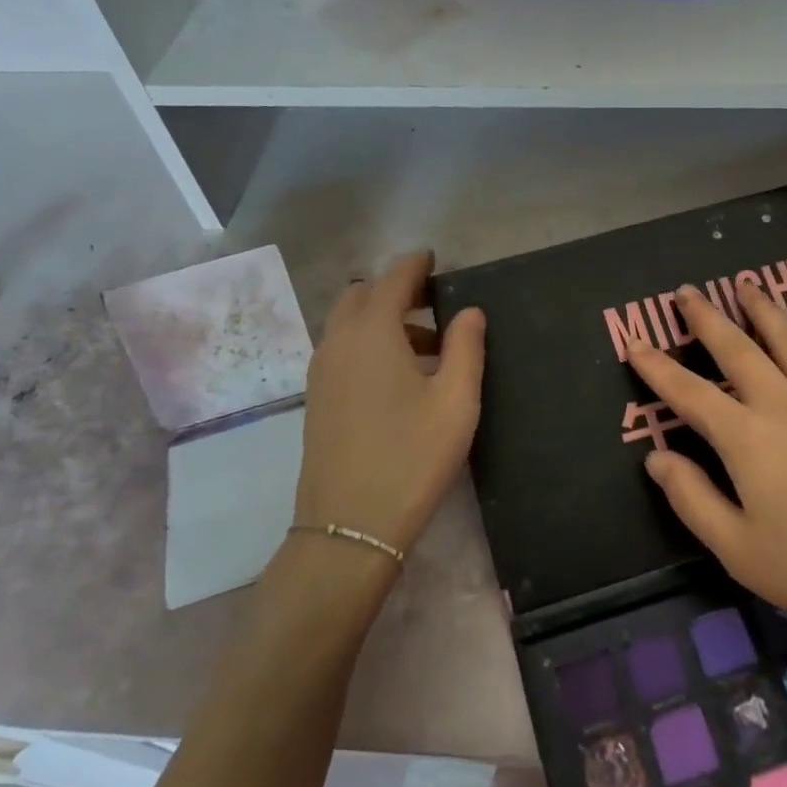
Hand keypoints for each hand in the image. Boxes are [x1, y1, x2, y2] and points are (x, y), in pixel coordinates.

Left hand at [294, 252, 485, 562]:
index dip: (415, 265)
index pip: (393, 279)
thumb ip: (467, 347)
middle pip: (362, 295)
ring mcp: (321, 371)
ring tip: (427, 345)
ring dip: (382, 318)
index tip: (434, 259)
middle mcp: (339, 342)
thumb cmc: (413, 456)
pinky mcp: (317, 398)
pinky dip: (367, 342)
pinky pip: (341, 349)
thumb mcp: (457, 400)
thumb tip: (470, 311)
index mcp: (372, 332)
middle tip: (433, 303)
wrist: (350, 526)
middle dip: (395, 289)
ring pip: (348, 323)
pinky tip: (397, 375)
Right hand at [626, 282, 786, 678]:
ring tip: (747, 286)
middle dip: (707, 319)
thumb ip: (692, 499)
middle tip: (687, 291)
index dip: (657, 368)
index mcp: (746, 438)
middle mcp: (784, 406)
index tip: (634, 343)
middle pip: (738, 351)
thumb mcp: (739, 549)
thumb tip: (655, 457)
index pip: (689, 394)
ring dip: (766, 313)